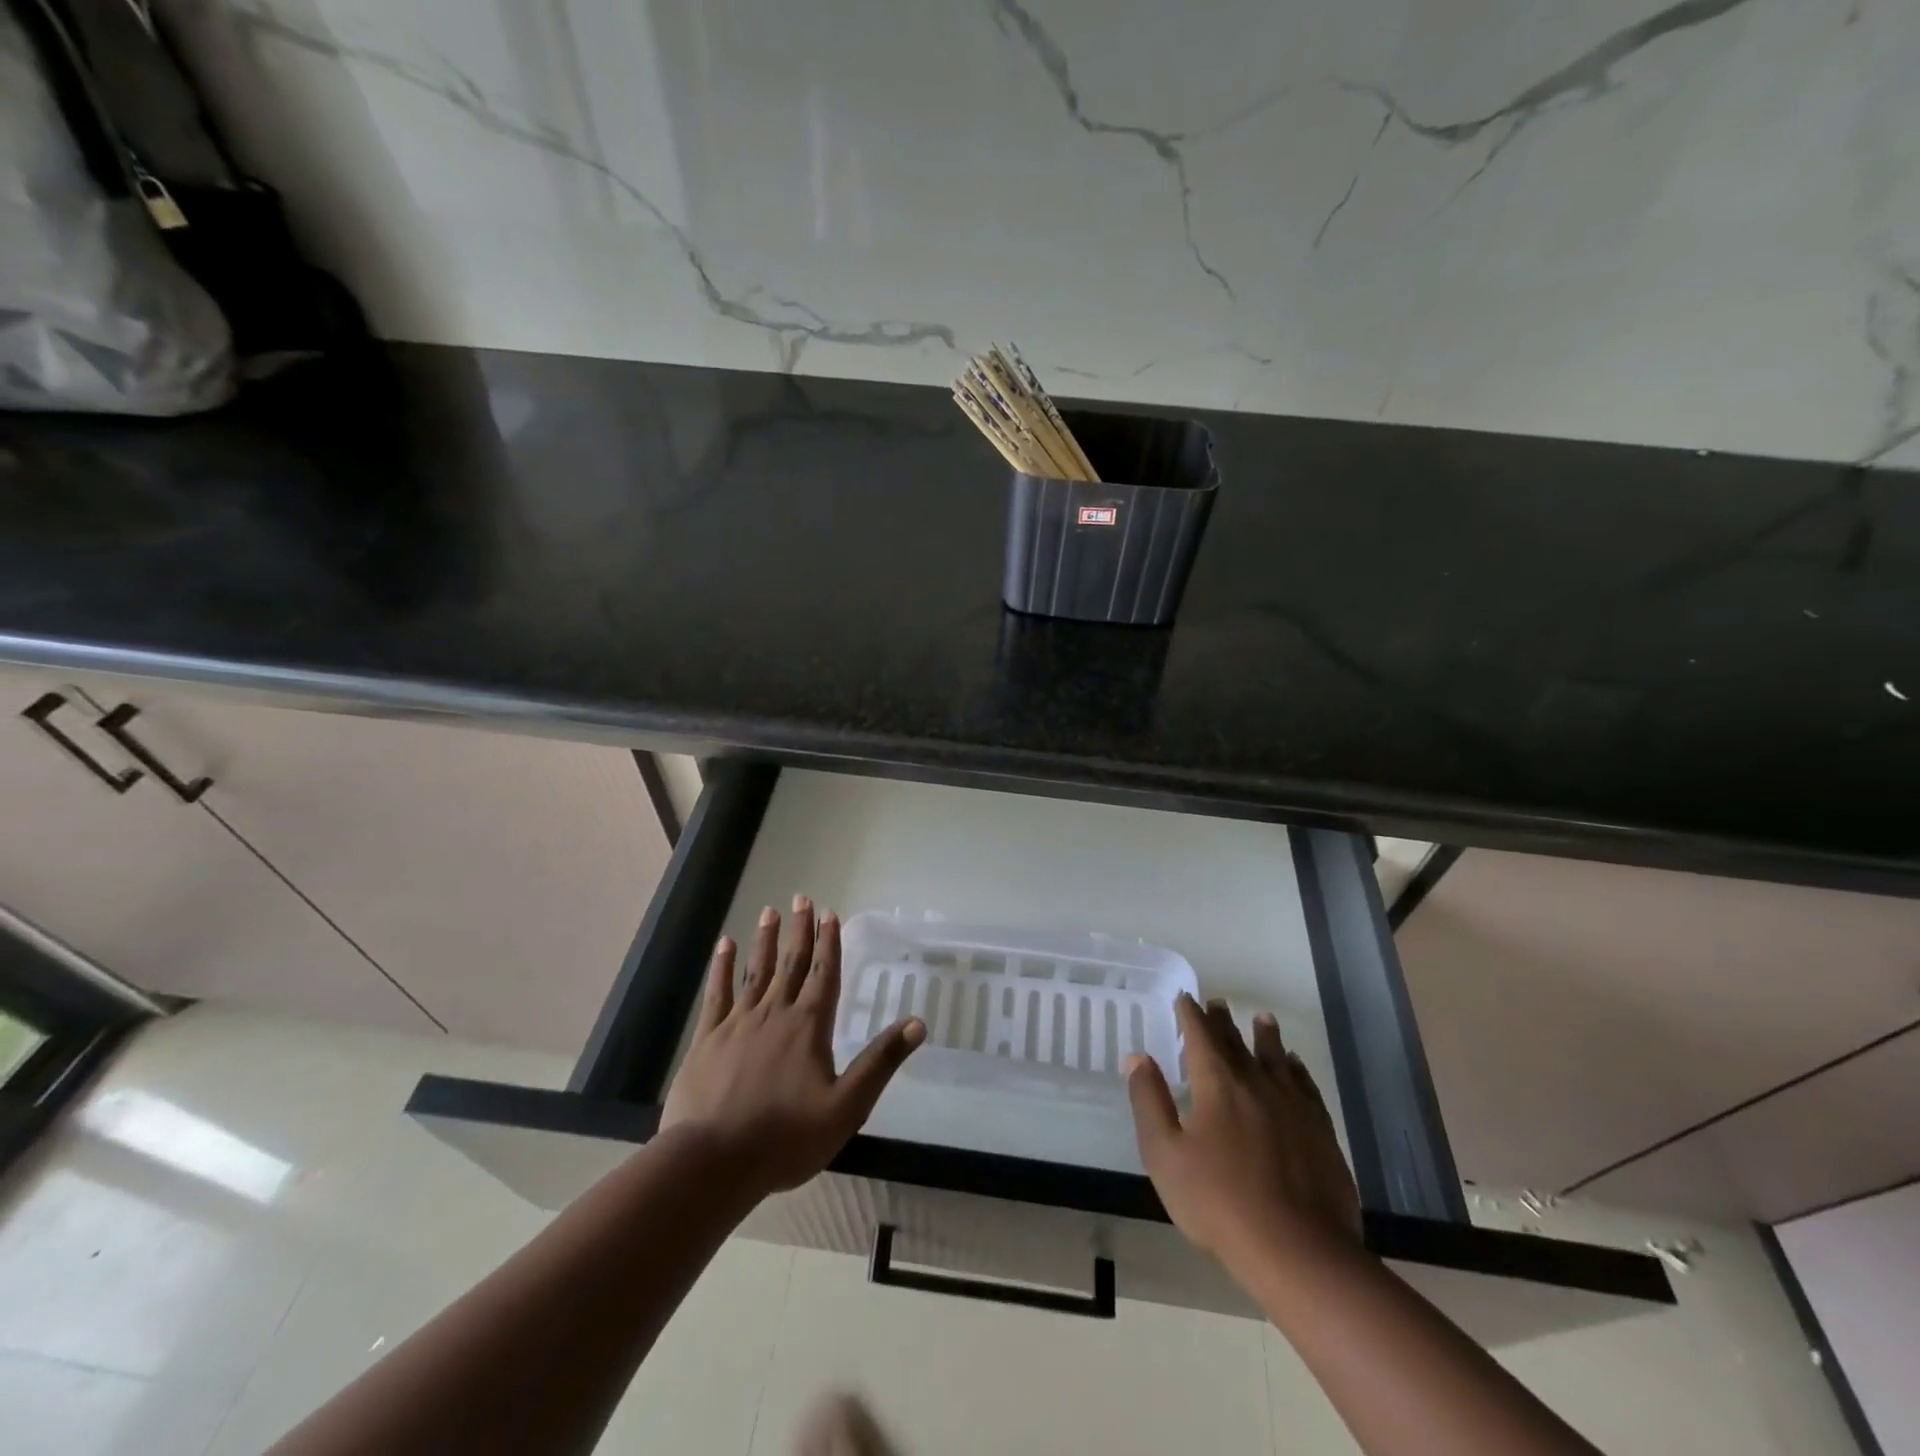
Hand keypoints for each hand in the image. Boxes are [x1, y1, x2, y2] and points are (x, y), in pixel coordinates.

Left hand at [660, 898, 924, 1199]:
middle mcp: (775, 1013)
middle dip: (799, 930)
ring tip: (769, 911)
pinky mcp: (707, 1039)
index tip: (830, 913)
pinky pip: (717, 994)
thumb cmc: (786, 1138)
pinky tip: (724, 946)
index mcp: (809, 1027)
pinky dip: (721, 968)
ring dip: (765, 940)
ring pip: (755, 971)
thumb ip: (880, 1062)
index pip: (825, 974)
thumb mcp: (846, 1107)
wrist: (713, 1162)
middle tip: (801, 898)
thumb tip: (917, 1023)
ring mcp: (738, 1023)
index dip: (830, 942)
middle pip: (792, 963)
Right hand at [1127, 993, 1361, 1275]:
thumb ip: (1149, 1101)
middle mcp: (1255, 1081)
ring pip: (1275, 1057)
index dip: (1190, 1014)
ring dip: (1265, 1036)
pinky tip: (1294, 1067)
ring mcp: (1292, 1104)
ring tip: (1262, 1019)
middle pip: (1236, 1042)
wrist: (1298, 1251)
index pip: (1199, 1035)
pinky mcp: (1320, 1129)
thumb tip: (1138, 1057)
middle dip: (1223, 1021)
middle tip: (1218, 1003)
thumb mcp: (1165, 1155)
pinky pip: (1305, 1085)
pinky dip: (1296, 1068)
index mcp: (1216, 1083)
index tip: (1185, 998)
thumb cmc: (1219, 1203)